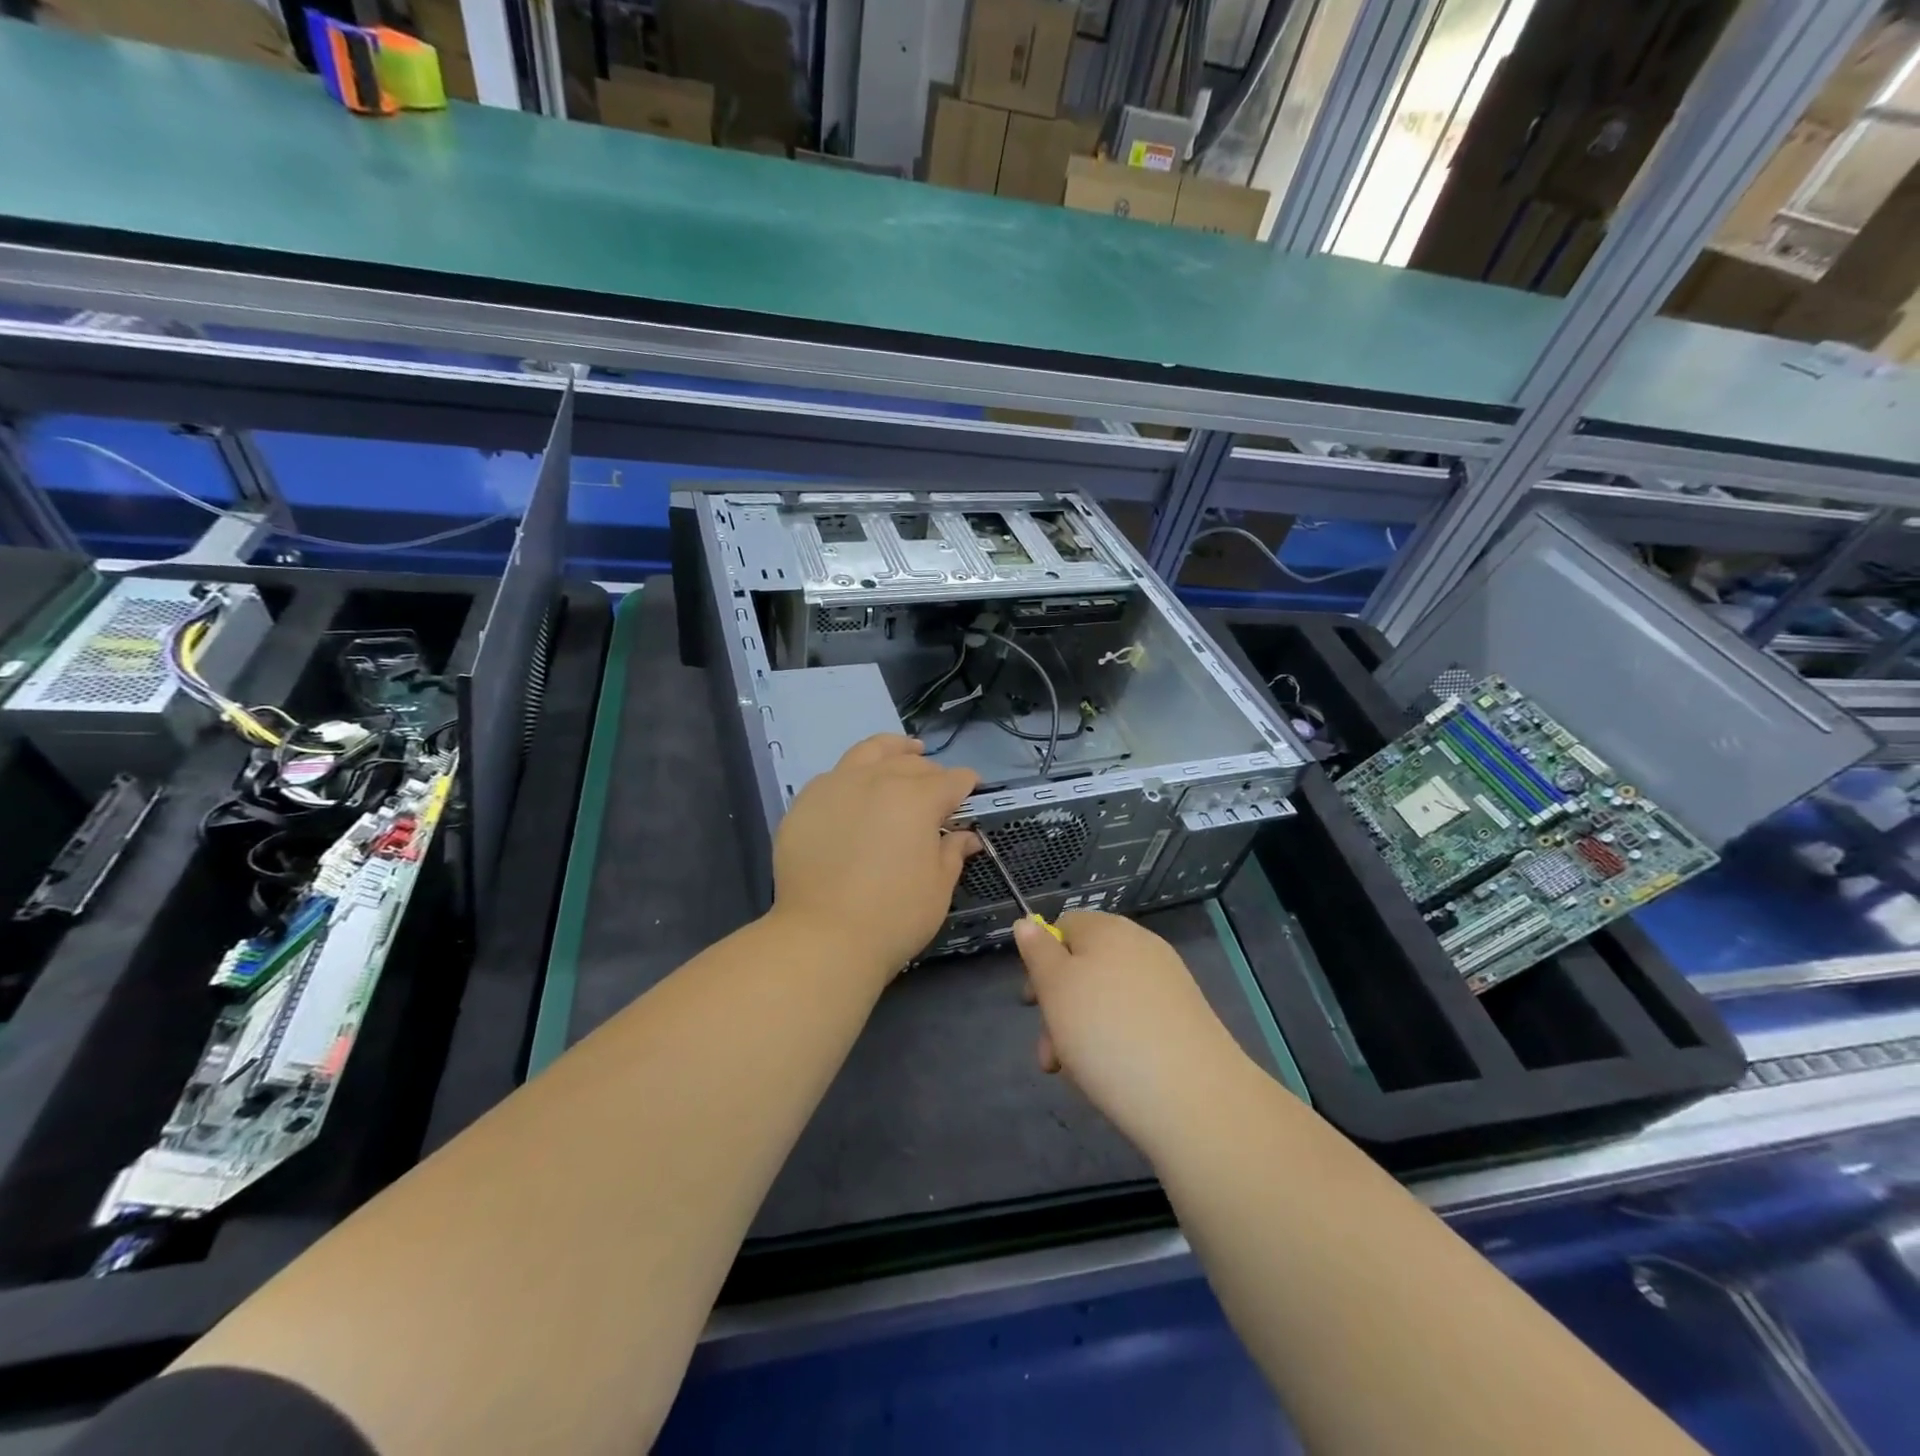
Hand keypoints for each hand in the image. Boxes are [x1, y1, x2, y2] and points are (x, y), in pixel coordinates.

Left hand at [772, 735, 978, 979]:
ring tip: (904, 751)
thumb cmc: (894, 916)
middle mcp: (878, 780)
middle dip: (932, 772)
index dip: (967, 785)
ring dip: (893, 750)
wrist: (823, 937)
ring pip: (869, 752)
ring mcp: (837, 787)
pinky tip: (856, 788)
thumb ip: (952, 852)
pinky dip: (853, 775)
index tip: (972, 791)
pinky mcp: (805, 804)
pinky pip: (834, 776)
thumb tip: (965, 836)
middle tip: (938, 788)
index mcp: (917, 798)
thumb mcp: (938, 887)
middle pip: (912, 763)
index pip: (952, 780)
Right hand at [1014, 911, 1252, 1155]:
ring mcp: (1167, 982)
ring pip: (1108, 999)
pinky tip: (1114, 1075)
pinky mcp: (1185, 1018)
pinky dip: (1118, 1042)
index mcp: (1107, 929)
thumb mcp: (1055, 988)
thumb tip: (1027, 923)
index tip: (1033, 1004)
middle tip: (1050, 1055)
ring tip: (1079, 1075)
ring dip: (1083, 1031)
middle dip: (1060, 1008)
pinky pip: (1136, 1020)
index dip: (1042, 960)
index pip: (1064, 926)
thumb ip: (1037, 952)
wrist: (1192, 1096)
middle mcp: (1140, 946)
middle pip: (1085, 966)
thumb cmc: (1106, 1033)